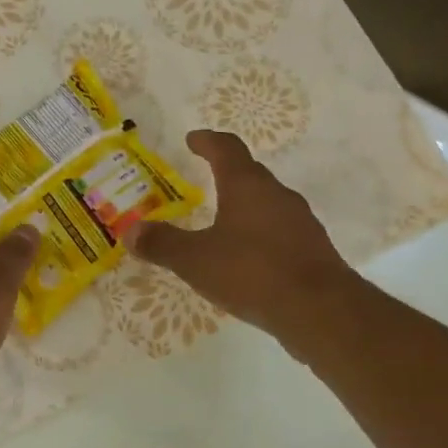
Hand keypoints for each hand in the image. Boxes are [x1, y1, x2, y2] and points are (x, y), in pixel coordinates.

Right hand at [130, 129, 355, 348]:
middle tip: (205, 180)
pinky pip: (279, 232)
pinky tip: (248, 258)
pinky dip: (259, 235)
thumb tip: (130, 231)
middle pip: (250, 174)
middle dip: (226, 174)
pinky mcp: (311, 249)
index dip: (208, 141)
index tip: (194, 139)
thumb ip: (162, 244)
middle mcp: (277, 195)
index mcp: (247, 186)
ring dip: (244, 206)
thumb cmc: (251, 272)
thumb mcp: (196, 260)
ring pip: (267, 204)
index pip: (227, 149)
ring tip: (222, 222)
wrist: (317, 308)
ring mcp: (300, 221)